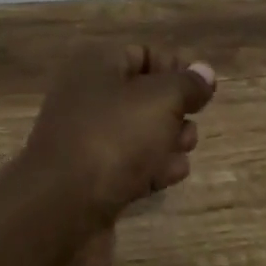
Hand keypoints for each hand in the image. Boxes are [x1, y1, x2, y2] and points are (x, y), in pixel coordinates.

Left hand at [12, 44, 216, 265]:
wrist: (60, 211)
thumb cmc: (112, 139)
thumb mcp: (159, 101)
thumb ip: (187, 84)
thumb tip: (205, 71)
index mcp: (95, 67)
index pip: (141, 54)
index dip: (174, 67)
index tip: (202, 88)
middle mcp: (87, 98)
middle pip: (142, 95)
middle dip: (174, 108)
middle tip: (191, 124)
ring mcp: (86, 141)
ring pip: (138, 133)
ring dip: (167, 140)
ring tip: (185, 150)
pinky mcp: (91, 181)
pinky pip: (129, 166)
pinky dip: (152, 168)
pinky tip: (172, 175)